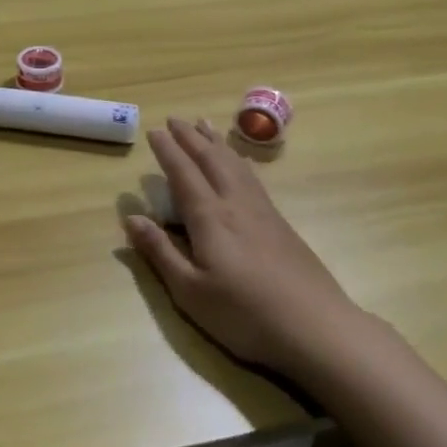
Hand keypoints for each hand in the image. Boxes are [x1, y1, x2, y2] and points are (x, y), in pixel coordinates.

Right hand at [125, 117, 370, 382]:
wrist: (316, 328)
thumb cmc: (244, 315)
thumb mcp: (189, 291)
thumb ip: (159, 252)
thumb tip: (131, 217)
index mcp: (210, 218)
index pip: (184, 174)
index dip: (168, 151)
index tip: (154, 130)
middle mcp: (236, 204)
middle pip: (211, 160)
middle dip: (191, 137)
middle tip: (175, 118)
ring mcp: (263, 212)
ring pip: (235, 164)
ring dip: (216, 142)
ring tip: (205, 125)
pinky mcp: (281, 225)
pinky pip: (252, 177)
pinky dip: (238, 160)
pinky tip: (239, 164)